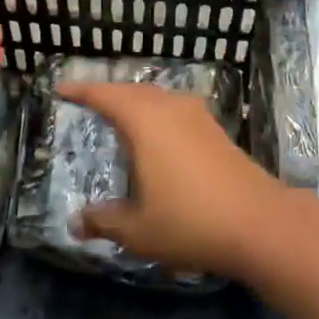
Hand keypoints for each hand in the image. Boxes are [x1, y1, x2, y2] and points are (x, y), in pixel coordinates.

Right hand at [58, 81, 289, 278]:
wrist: (259, 222)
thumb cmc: (190, 221)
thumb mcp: (138, 230)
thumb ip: (104, 221)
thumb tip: (75, 223)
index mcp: (144, 121)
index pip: (104, 95)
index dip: (80, 90)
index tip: (59, 89)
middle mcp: (169, 108)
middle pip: (131, 91)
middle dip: (107, 94)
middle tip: (85, 103)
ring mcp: (197, 116)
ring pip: (157, 97)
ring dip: (135, 102)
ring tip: (118, 116)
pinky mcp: (215, 129)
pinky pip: (174, 109)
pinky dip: (156, 113)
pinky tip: (157, 135)